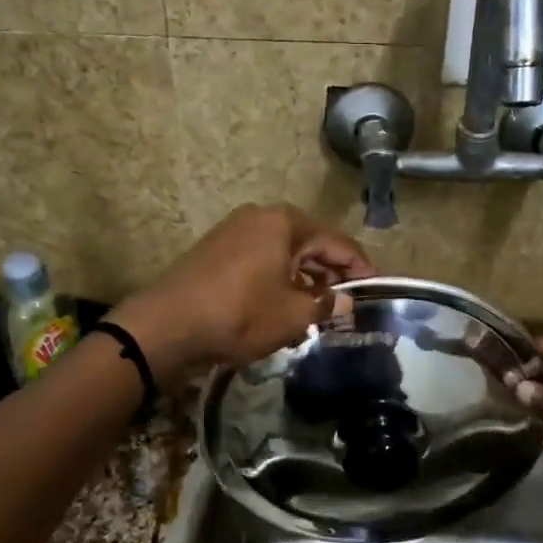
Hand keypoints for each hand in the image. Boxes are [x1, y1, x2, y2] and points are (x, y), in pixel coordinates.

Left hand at [110, 204, 375, 377]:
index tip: (376, 289)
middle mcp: (261, 217)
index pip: (337, 242)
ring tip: (318, 311)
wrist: (167, 325)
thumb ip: (327, 304)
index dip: (360, 268)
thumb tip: (345, 301)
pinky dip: (278, 280)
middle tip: (347, 303)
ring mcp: (234, 231)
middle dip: (331, 274)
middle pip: (310, 244)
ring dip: (304, 280)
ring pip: (284, 254)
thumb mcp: (293, 314)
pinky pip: (261, 260)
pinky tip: (283, 307)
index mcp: (285, 222)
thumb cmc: (240, 314)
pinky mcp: (216, 250)